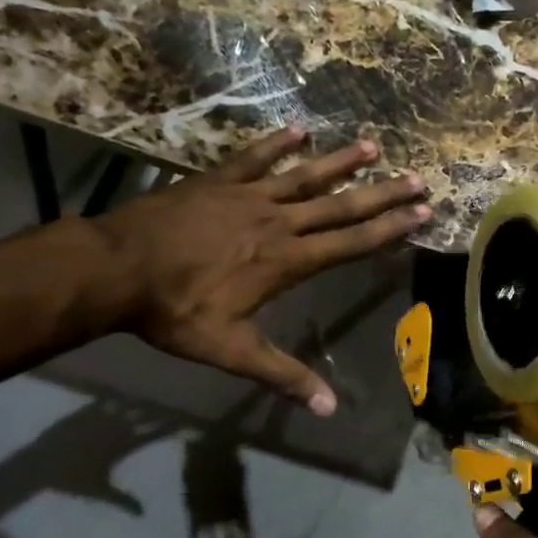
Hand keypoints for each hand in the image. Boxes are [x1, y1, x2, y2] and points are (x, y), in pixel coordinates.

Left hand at [96, 127, 428, 413]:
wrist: (115, 269)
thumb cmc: (175, 311)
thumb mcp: (230, 350)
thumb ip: (282, 374)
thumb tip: (328, 409)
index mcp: (286, 261)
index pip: (350, 242)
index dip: (389, 228)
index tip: (422, 212)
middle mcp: (277, 222)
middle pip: (340, 205)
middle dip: (382, 193)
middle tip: (418, 177)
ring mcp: (247, 196)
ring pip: (305, 176)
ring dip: (341, 161)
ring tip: (373, 145)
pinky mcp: (217, 181)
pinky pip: (254, 158)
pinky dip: (276, 143)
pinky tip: (298, 128)